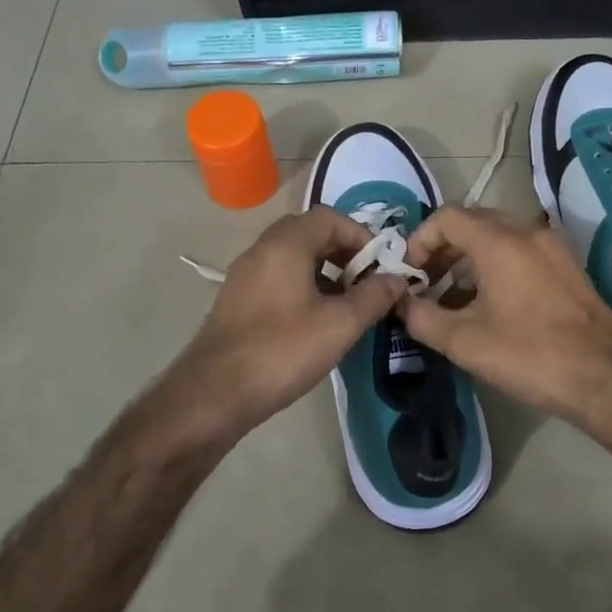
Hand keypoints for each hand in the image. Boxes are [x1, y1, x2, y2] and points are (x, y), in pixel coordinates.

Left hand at [171, 206, 406, 436]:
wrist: (215, 393)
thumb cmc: (282, 350)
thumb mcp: (339, 324)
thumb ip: (373, 297)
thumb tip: (396, 279)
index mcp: (285, 245)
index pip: (329, 217)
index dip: (360, 236)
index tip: (380, 266)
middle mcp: (261, 251)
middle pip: (309, 233)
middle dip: (342, 251)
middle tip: (365, 280)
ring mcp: (245, 276)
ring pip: (292, 257)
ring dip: (323, 270)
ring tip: (346, 304)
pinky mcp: (237, 301)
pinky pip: (277, 278)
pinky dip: (302, 286)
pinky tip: (316, 321)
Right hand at [399, 206, 611, 428]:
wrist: (607, 377)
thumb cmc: (530, 355)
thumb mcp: (464, 342)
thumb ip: (422, 318)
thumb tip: (401, 304)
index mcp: (500, 241)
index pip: (446, 217)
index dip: (419, 240)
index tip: (409, 274)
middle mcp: (527, 232)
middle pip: (473, 222)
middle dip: (442, 249)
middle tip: (426, 283)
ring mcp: (552, 248)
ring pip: (498, 238)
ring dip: (468, 260)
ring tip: (452, 300)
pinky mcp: (567, 267)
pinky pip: (521, 253)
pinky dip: (495, 267)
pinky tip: (489, 306)